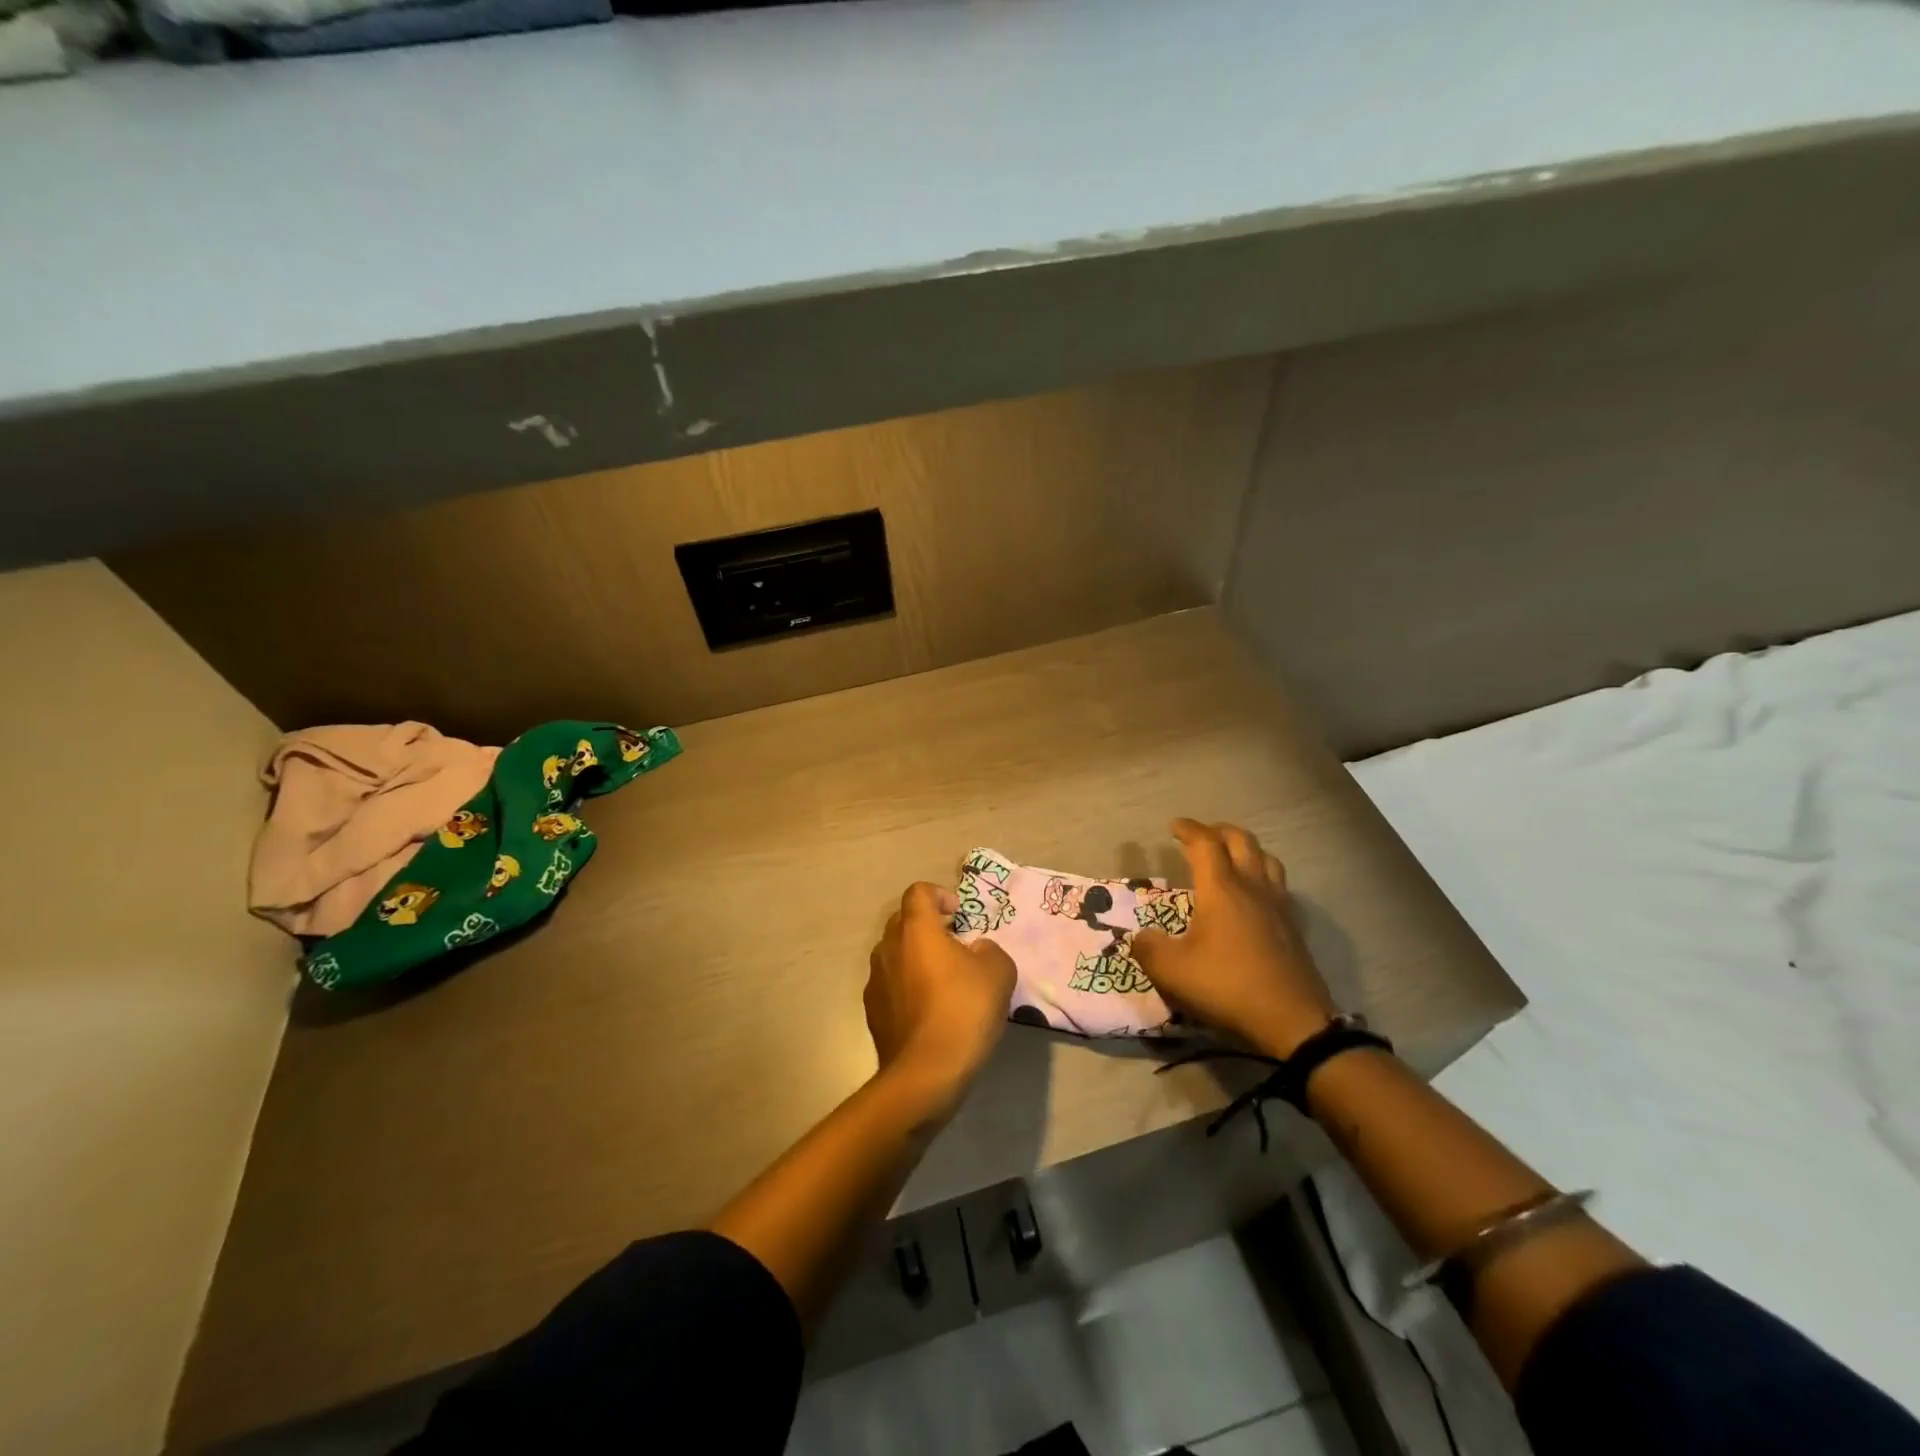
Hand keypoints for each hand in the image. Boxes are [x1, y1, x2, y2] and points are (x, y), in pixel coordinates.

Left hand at [865, 883, 1016, 1110]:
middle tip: (954, 945)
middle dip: (927, 926)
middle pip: (903, 921)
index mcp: (916, 930)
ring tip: (942, 980)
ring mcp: (875, 980)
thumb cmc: (964, 1010)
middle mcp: (888, 947)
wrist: (926, 1072)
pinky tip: (928, 1010)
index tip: (958, 915)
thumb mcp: (998, 972)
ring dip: (915, 957)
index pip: (918, 892)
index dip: (939, 895)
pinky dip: (906, 986)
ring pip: (894, 954)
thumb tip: (976, 951)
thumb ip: (989, 950)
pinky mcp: (872, 1010)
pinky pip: (890, 984)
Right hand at [1130, 819, 1338, 1056]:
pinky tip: (1255, 897)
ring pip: (1267, 859)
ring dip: (1246, 850)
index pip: (1205, 843)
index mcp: (1221, 889)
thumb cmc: (1227, 986)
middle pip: (1241, 841)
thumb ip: (1148, 948)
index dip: (1188, 829)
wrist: (1292, 1022)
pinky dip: (1263, 877)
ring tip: (1231, 858)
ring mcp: (1279, 906)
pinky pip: (1279, 886)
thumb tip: (1141, 937)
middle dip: (1218, 831)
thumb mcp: (1172, 971)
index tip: (1173, 826)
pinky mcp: (1294, 928)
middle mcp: (1252, 887)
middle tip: (1201, 836)